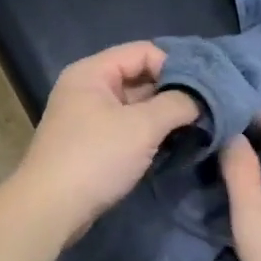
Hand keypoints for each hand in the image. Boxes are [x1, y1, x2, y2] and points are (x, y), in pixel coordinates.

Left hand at [14, 43, 199, 243]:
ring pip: (136, 106)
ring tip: (200, 127)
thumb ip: (177, 104)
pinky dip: (150, 134)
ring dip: (165, 116)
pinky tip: (175, 145)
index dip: (178, 65)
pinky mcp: (92, 145)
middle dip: (175, 92)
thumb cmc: (95, 158)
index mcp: (93, 72)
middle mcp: (88, 88)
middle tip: (210, 109)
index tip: (207, 89)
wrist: (50, 208)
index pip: (144, 51)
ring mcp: (88, 118)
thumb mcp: (142, 126)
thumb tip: (202, 98)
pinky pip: (127, 129)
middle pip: (140, 77)